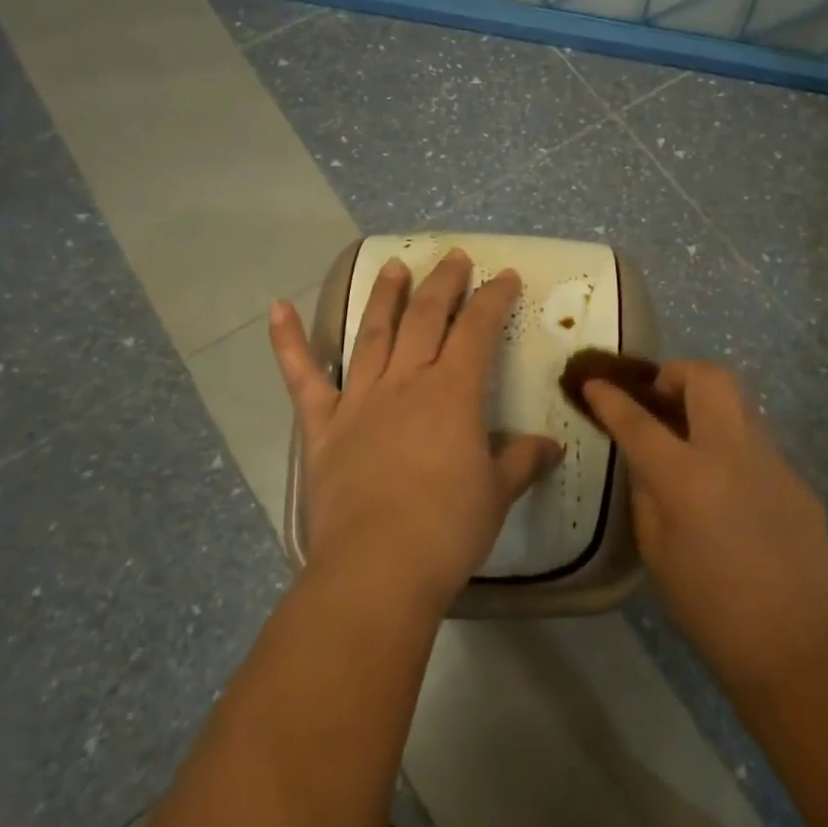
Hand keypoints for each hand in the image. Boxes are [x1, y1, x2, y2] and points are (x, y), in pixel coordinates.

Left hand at [269, 250, 562, 615]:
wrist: (377, 568)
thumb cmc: (447, 530)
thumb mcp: (496, 494)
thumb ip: (521, 461)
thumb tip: (549, 446)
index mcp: (452, 393)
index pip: (477, 329)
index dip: (492, 298)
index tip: (503, 276)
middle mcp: (405, 382)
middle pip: (426, 317)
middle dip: (443, 283)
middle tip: (453, 257)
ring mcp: (359, 399)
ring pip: (373, 333)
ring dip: (384, 296)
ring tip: (393, 266)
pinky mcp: (322, 425)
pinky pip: (303, 377)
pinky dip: (287, 342)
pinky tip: (278, 308)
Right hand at [584, 362, 827, 690]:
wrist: (793, 645)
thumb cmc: (707, 606)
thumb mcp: (655, 549)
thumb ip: (646, 490)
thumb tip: (646, 458)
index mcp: (687, 476)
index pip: (638, 420)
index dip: (611, 398)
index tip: (594, 383)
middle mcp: (732, 453)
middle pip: (708, 378)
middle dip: (676, 373)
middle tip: (659, 397)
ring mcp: (773, 461)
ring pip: (739, 403)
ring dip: (708, 404)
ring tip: (690, 436)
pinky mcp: (797, 479)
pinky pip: (758, 444)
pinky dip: (732, 446)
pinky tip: (728, 488)